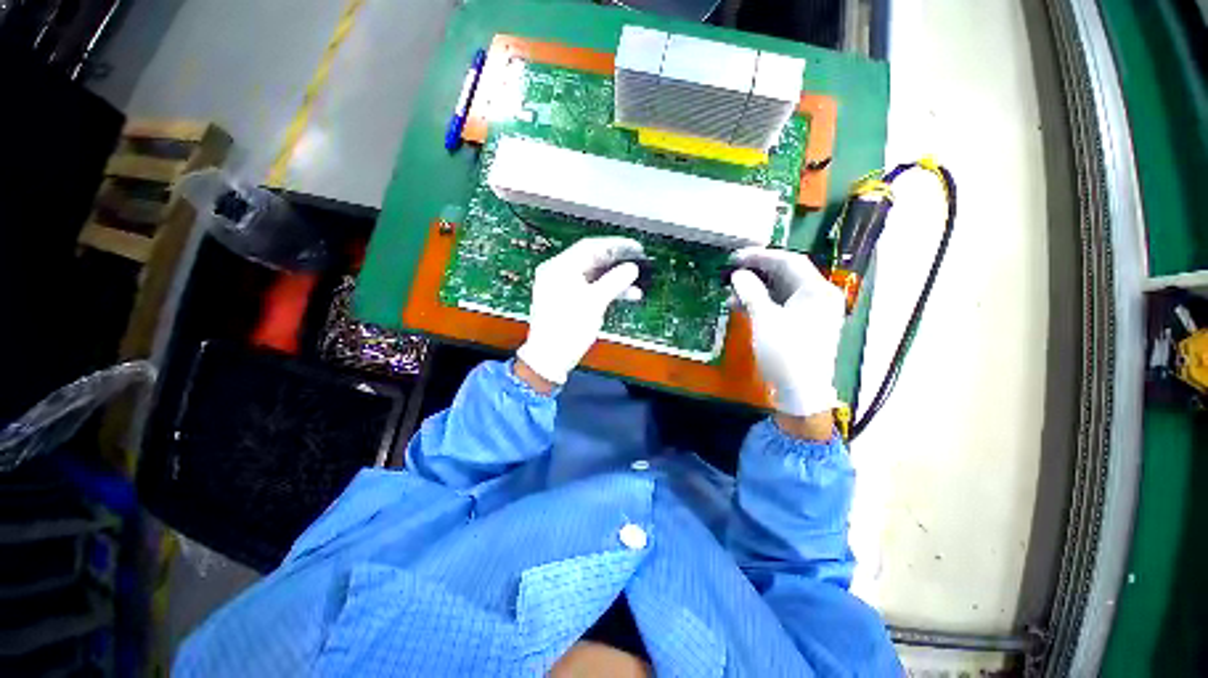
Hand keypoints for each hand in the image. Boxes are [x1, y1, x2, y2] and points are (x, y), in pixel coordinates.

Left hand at [516, 237, 643, 384]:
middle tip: (639, 264)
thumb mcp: (594, 303)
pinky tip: (624, 296)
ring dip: (614, 280)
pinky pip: (590, 288)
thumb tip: (631, 268)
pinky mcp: (568, 300)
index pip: (590, 247)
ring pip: (593, 276)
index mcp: (560, 267)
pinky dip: (606, 291)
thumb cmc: (568, 329)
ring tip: (636, 287)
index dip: (616, 245)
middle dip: (617, 263)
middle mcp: (559, 273)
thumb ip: (614, 282)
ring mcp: (562, 287)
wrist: (550, 358)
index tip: (636, 248)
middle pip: (592, 260)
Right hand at [730, 247, 845, 417]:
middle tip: (732, 270)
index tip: (735, 257)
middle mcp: (819, 296)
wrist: (801, 392)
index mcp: (817, 290)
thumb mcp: (764, 319)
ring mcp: (813, 312)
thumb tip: (738, 275)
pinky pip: (782, 305)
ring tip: (732, 290)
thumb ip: (751, 292)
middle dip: (757, 272)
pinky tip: (743, 305)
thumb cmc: (785, 352)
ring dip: (757, 288)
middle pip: (787, 274)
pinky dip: (763, 302)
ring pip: (782, 290)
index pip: (788, 261)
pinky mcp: (804, 325)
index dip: (760, 256)